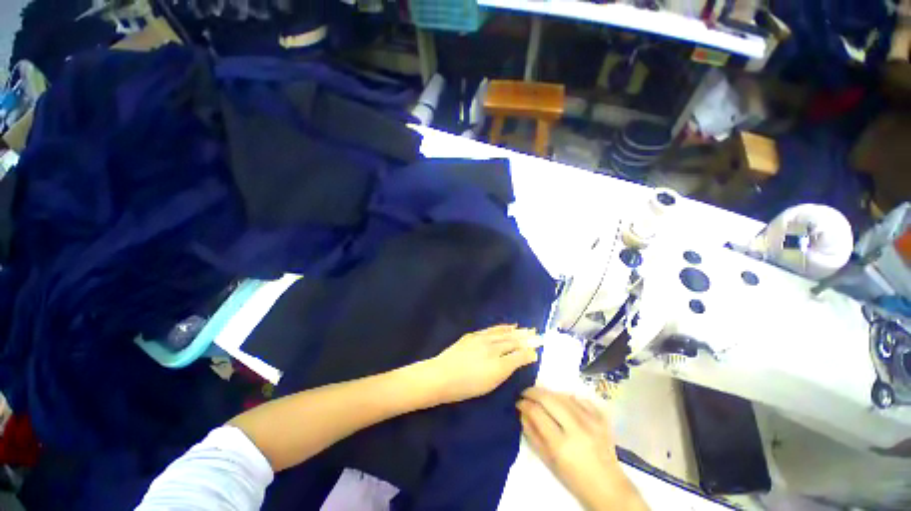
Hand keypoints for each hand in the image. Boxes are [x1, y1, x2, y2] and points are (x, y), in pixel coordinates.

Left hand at [423, 325, 538, 404]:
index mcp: (499, 364)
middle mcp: (493, 348)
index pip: (519, 354)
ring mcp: (482, 339)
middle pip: (513, 341)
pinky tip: (509, 326)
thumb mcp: (491, 383)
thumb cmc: (466, 387)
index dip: (530, 351)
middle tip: (538, 335)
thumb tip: (523, 357)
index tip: (538, 348)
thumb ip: (508, 368)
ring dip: (517, 331)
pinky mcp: (474, 335)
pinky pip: (492, 329)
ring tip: (526, 329)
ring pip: (504, 333)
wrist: (441, 375)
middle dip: (527, 338)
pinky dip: (502, 327)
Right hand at [517, 388, 647, 510]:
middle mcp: (576, 428)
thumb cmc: (574, 479)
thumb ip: (532, 434)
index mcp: (561, 445)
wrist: (609, 488)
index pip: (536, 412)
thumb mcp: (548, 461)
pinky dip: (568, 397)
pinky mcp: (601, 418)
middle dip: (533, 392)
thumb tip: (522, 412)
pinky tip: (563, 403)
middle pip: (548, 398)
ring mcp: (591, 421)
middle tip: (525, 393)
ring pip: (562, 395)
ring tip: (541, 398)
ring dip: (548, 393)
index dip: (524, 403)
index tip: (518, 402)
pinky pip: (579, 399)